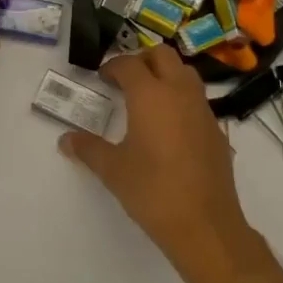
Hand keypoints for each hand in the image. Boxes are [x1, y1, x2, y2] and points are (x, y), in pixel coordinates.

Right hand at [59, 46, 267, 282]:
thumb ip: (88, 149)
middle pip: (163, 55)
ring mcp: (203, 110)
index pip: (129, 64)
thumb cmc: (153, 192)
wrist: (206, 227)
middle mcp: (179, 93)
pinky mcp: (216, 130)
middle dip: (142, 59)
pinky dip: (181, 98)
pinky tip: (169, 126)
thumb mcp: (113, 170)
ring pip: (185, 73)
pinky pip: (197, 99)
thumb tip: (65, 140)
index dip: (112, 66)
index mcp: (151, 95)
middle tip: (125, 79)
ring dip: (165, 74)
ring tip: (147, 97)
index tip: (101, 78)